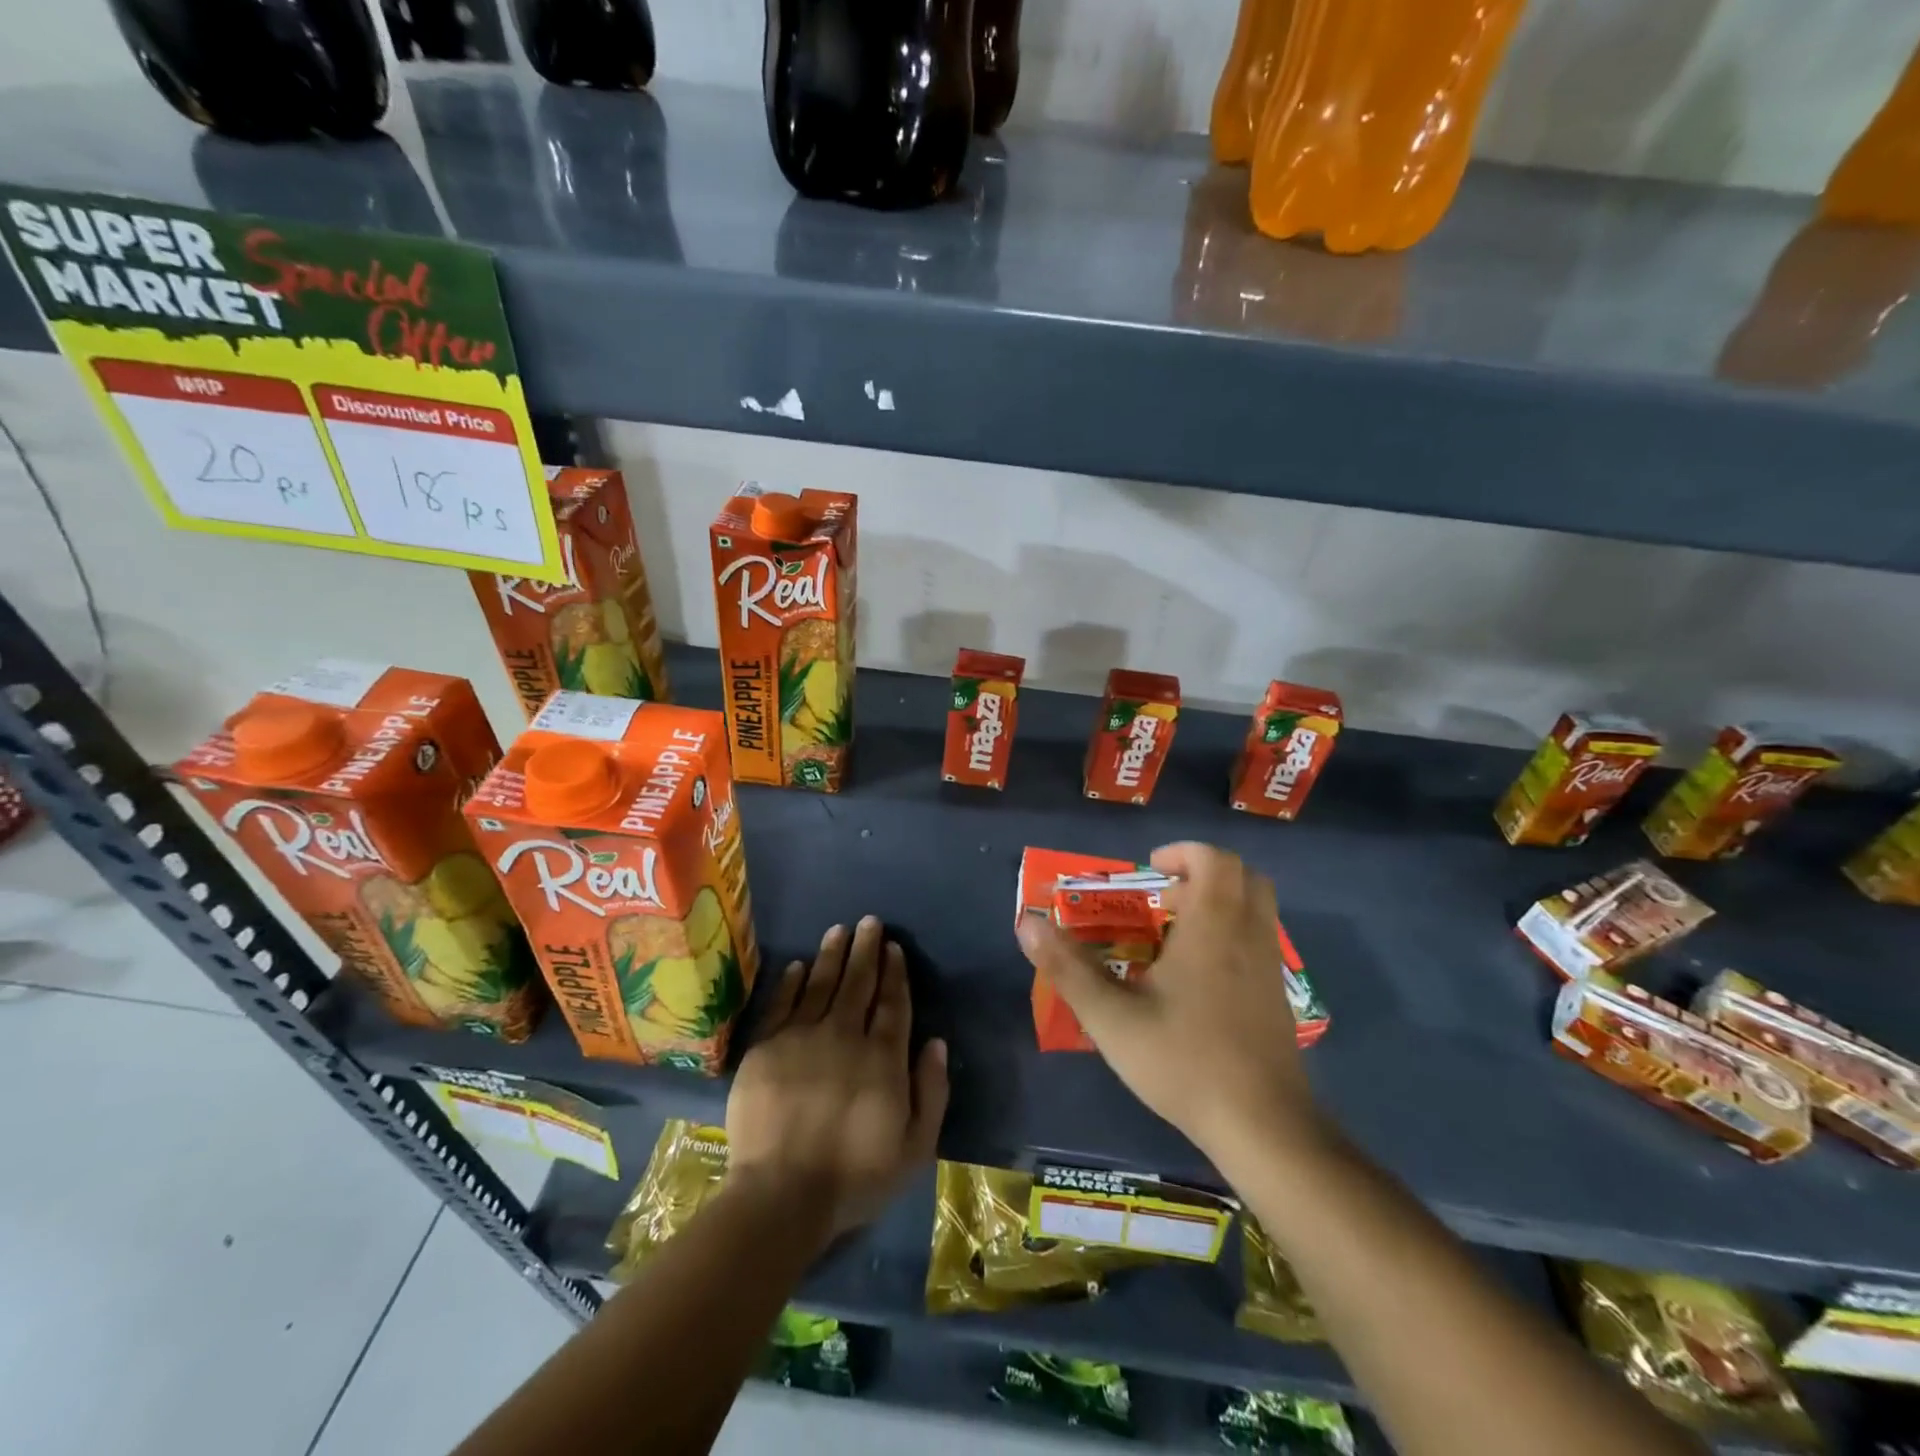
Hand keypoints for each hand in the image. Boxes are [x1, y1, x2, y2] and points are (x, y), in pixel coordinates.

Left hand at [726, 916, 948, 1241]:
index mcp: (882, 1057)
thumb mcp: (915, 1146)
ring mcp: (801, 1038)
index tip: (894, 948)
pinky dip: (792, 982)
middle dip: (866, 950)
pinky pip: (782, 1004)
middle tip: (870, 922)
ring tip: (839, 930)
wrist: (782, 1195)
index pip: (892, 1003)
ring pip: (821, 984)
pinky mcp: (766, 1048)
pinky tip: (799, 965)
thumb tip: (936, 1041)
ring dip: (832, 954)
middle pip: (858, 983)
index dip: (894, 973)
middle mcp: (844, 1035)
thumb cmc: (855, 1176)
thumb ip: (931, 1091)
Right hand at [1016, 841, 1321, 1164]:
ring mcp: (1270, 967)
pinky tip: (1198, 978)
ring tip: (1175, 934)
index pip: (1214, 859)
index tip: (1149, 871)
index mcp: (1213, 927)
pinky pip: (1259, 940)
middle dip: (1202, 873)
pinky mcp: (1278, 997)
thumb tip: (1026, 923)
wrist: (1262, 1127)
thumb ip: (1067, 968)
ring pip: (1256, 908)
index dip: (1182, 853)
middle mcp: (1248, 935)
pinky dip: (1232, 934)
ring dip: (1220, 903)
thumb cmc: (1184, 1062)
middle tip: (1164, 897)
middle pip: (1243, 875)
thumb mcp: (1111, 1018)